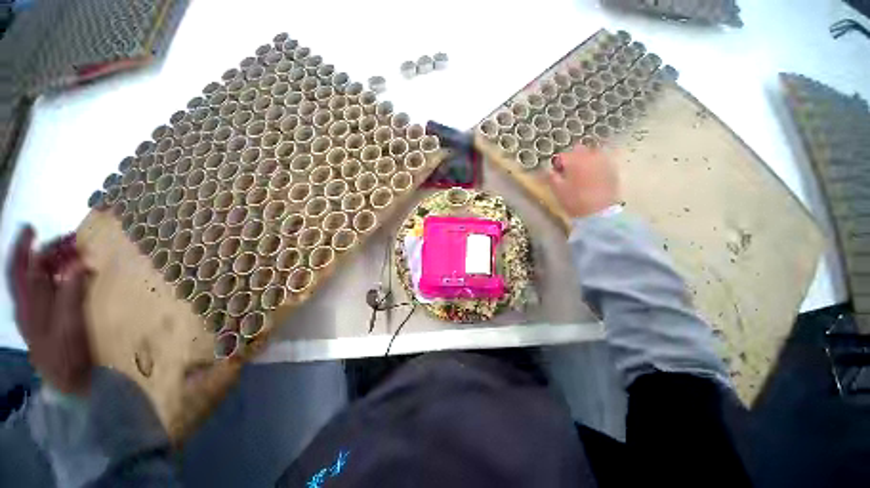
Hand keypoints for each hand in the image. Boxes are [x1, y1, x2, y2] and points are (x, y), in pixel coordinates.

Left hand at [7, 227, 93, 395]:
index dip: (23, 248)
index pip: (19, 270)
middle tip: (68, 241)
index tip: (33, 228)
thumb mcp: (69, 327)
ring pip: (39, 280)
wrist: (71, 385)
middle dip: (42, 252)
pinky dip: (59, 277)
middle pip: (28, 272)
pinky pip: (50, 291)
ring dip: (52, 263)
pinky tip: (71, 275)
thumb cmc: (68, 356)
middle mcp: (28, 307)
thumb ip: (70, 295)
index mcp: (27, 307)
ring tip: (72, 253)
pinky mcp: (51, 319)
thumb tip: (76, 265)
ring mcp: (38, 314)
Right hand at [547, 145, 619, 217]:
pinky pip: (601, 161)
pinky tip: (592, 178)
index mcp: (574, 159)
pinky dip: (595, 166)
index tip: (556, 174)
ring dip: (584, 161)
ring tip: (581, 175)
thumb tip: (549, 170)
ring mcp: (603, 160)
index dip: (557, 165)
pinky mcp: (612, 168)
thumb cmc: (575, 200)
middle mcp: (590, 155)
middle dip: (572, 159)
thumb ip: (551, 177)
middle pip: (577, 150)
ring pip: (591, 154)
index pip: (561, 156)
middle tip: (568, 173)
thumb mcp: (557, 190)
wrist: (599, 212)